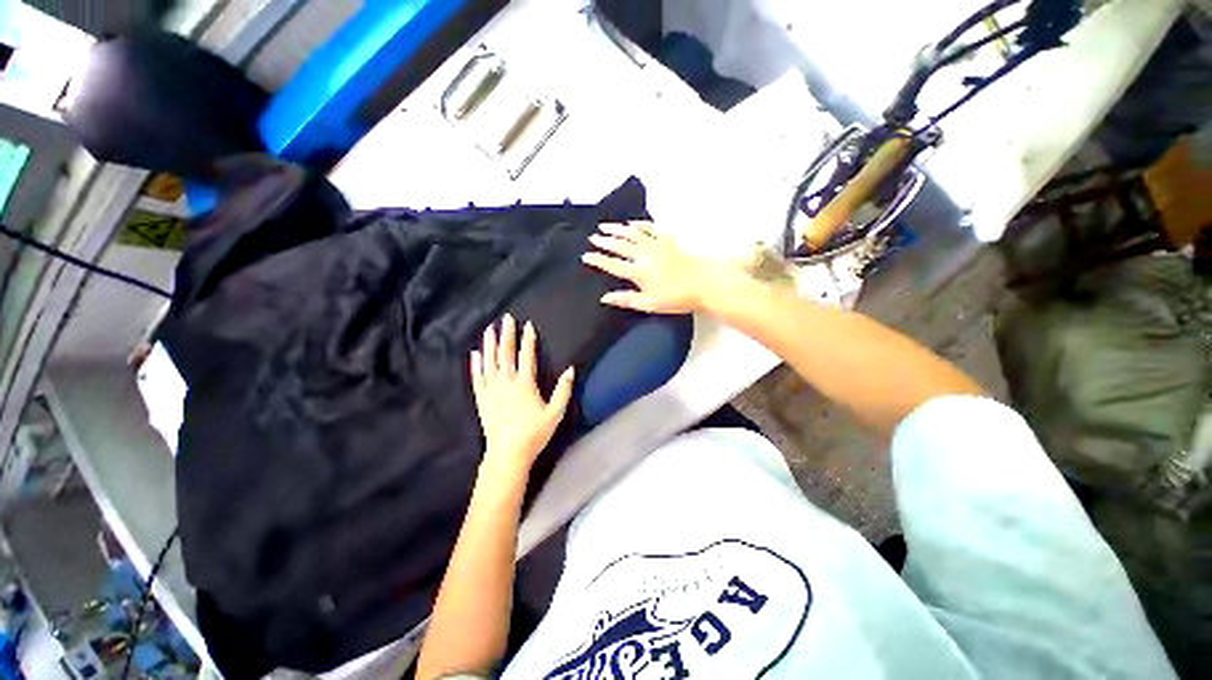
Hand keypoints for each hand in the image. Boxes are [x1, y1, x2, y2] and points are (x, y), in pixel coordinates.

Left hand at [471, 314, 574, 479]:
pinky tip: (475, 354)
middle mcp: (506, 383)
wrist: (508, 454)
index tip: (527, 325)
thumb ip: (563, 390)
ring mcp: (491, 390)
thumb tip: (571, 369)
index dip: (527, 340)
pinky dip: (476, 365)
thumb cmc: (534, 433)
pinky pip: (477, 378)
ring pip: (489, 362)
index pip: (526, 356)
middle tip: (506, 318)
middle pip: (505, 354)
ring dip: (489, 344)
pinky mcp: (482, 399)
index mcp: (524, 384)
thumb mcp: (555, 413)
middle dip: (506, 334)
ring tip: (488, 329)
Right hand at [582, 221, 736, 313]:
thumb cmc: (677, 298)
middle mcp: (644, 255)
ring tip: (605, 226)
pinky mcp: (668, 240)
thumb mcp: (650, 304)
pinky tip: (632, 223)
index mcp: (639, 272)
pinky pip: (650, 228)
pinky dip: (639, 224)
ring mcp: (656, 245)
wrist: (705, 283)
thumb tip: (604, 297)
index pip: (613, 265)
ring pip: (632, 234)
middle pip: (620, 246)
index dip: (598, 260)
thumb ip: (626, 300)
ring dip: (617, 229)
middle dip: (605, 241)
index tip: (586, 255)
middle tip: (593, 237)